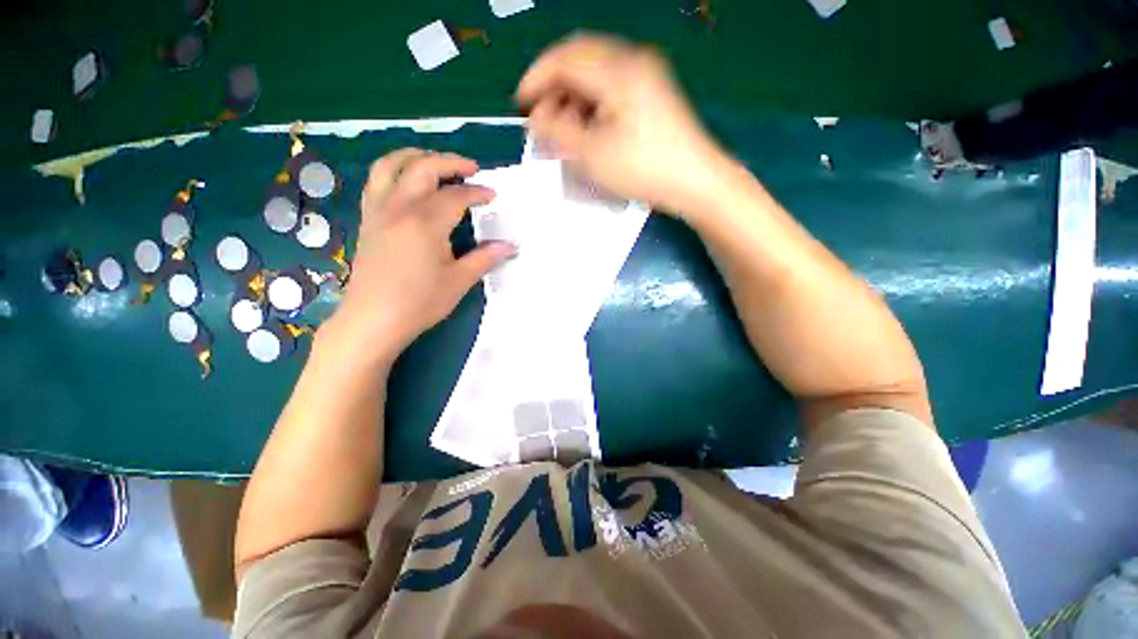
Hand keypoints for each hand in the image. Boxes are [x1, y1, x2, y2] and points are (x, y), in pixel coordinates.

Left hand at [324, 149, 514, 361]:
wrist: (374, 319)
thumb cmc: (420, 302)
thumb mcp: (459, 280)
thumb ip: (485, 258)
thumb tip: (510, 246)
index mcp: (426, 222)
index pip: (456, 196)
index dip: (477, 193)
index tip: (492, 195)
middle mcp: (400, 207)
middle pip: (423, 168)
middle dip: (450, 162)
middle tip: (471, 168)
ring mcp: (379, 210)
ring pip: (391, 165)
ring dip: (416, 156)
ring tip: (435, 162)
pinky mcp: (367, 219)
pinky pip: (376, 181)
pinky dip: (393, 170)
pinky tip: (405, 181)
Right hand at [517, 33, 728, 214]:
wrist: (695, 181)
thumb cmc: (643, 169)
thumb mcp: (593, 155)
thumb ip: (557, 132)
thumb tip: (536, 118)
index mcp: (617, 69)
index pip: (563, 58)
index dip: (535, 79)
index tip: (520, 106)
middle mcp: (632, 60)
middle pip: (579, 60)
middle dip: (554, 89)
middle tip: (541, 121)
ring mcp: (646, 75)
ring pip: (595, 75)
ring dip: (572, 98)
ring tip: (563, 131)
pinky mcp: (651, 93)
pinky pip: (611, 88)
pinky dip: (592, 105)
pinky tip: (587, 129)